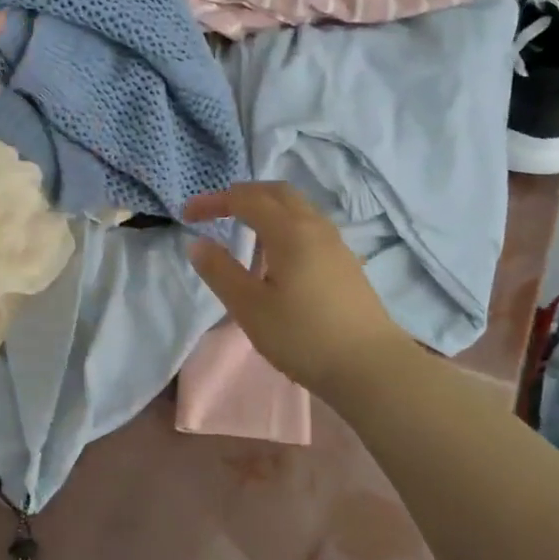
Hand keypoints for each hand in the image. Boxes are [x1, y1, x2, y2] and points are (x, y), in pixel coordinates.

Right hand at [185, 182, 414, 395]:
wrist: (372, 367)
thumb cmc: (303, 336)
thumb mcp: (250, 307)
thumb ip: (220, 271)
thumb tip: (198, 243)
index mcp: (289, 230)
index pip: (244, 199)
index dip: (213, 201)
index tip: (187, 215)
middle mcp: (314, 226)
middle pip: (276, 192)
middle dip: (242, 195)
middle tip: (216, 212)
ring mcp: (335, 243)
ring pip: (296, 208)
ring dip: (265, 210)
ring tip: (243, 236)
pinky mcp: (345, 262)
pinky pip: (309, 227)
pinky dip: (284, 226)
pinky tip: (276, 260)